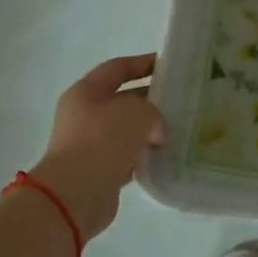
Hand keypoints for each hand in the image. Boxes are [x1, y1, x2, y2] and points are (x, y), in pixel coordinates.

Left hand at [29, 53, 164, 239]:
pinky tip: (166, 157)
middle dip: (151, 100)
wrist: (76, 193)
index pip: (117, 69)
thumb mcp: (136, 113)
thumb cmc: (102, 141)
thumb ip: (152, 111)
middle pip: (123, 99)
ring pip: (128, 130)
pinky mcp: (100, 170)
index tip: (169, 65)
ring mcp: (91, 143)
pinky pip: (128, 156)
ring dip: (150, 130)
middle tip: (182, 102)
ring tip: (179, 130)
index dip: (143, 63)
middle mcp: (85, 115)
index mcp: (86, 92)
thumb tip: (155, 131)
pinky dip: (145, 156)